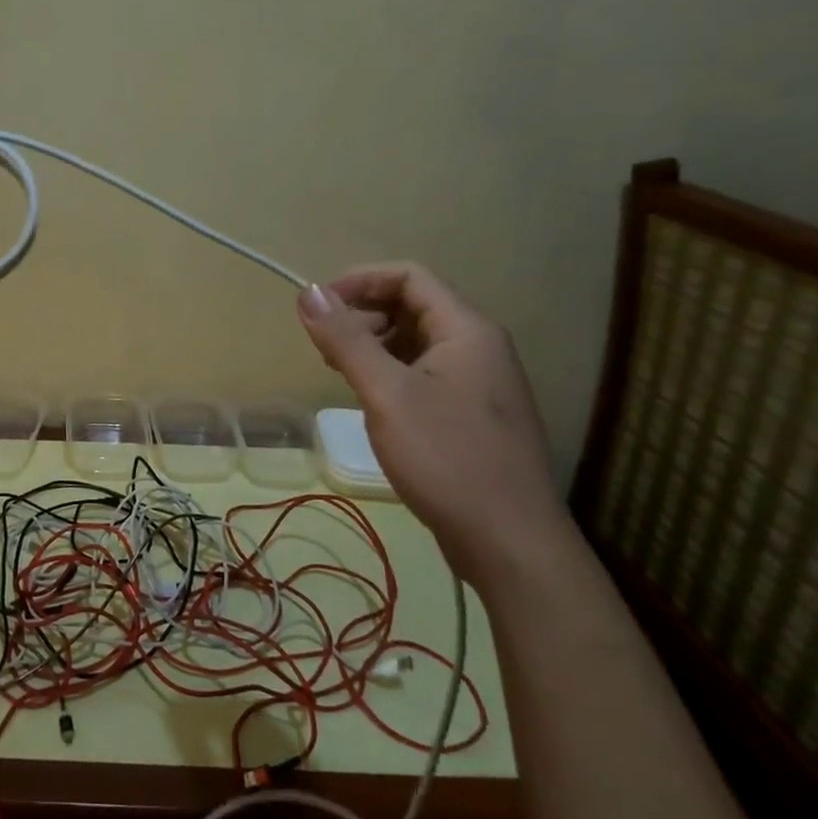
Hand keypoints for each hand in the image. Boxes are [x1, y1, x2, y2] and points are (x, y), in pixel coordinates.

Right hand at [297, 263, 569, 584]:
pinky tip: (369, 400)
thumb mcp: (387, 394)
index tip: (318, 306)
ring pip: (417, 342)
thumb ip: (347, 340)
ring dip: (373, 344)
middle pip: (413, 306)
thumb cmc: (447, 458)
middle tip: (325, 346)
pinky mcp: (471, 414)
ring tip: (340, 372)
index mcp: (466, 331)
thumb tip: (308, 292)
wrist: (509, 541)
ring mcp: (478, 383)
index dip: (359, 280)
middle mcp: (478, 347)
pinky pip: (424, 373)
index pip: (410, 277)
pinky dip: (390, 373)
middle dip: (363, 314)